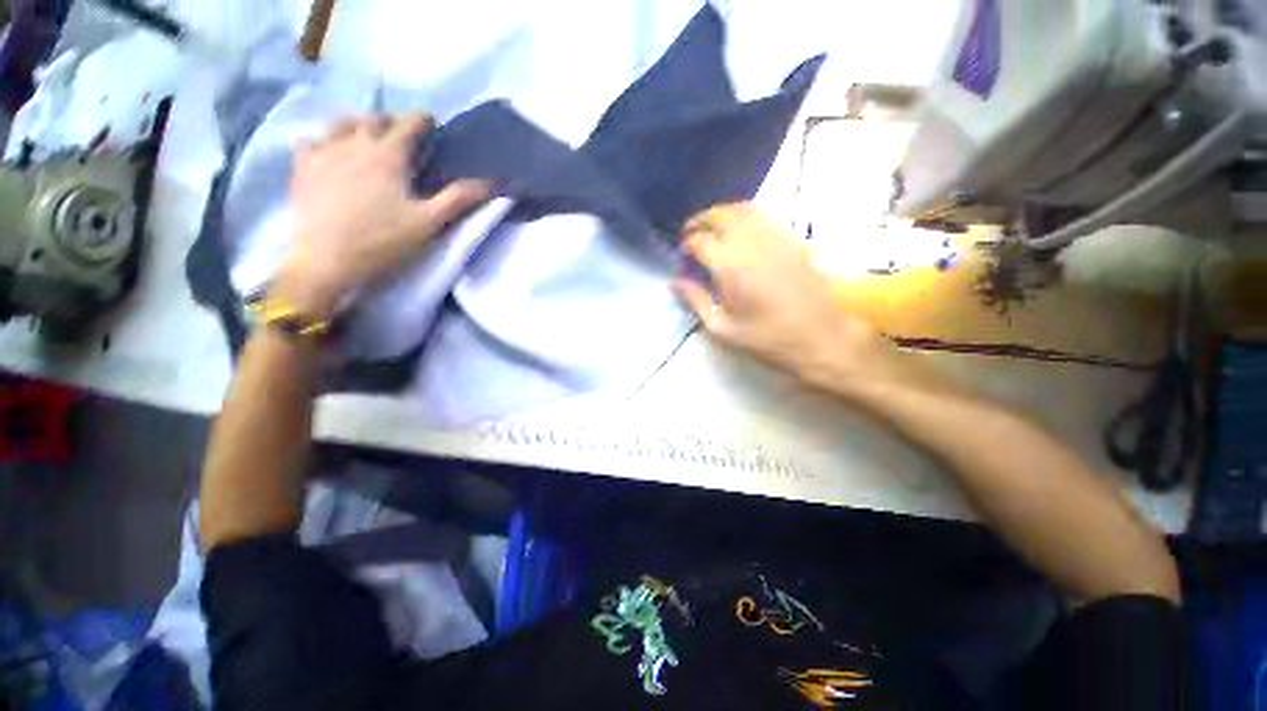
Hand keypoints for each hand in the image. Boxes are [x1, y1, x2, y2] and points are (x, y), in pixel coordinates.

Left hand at [275, 113, 491, 318]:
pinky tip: (330, 151)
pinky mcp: (302, 168)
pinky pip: (311, 140)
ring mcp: (323, 153)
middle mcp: (354, 143)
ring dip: (359, 124)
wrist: (326, 263)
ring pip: (341, 123)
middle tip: (404, 134)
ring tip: (368, 136)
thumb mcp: (430, 223)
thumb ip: (460, 199)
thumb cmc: (384, 242)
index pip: (409, 124)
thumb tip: (493, 182)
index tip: (433, 126)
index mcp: (388, 155)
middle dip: (392, 121)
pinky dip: (325, 140)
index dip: (424, 121)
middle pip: (375, 119)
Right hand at [674, 204, 901, 393]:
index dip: (687, 245)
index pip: (700, 241)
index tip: (683, 255)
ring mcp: (775, 238)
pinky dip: (746, 215)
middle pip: (720, 216)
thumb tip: (675, 283)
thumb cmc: (768, 339)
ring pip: (743, 209)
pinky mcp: (792, 239)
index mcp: (731, 268)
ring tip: (712, 228)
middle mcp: (751, 244)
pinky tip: (741, 230)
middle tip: (691, 234)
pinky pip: (765, 215)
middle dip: (700, 220)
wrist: (821, 338)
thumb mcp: (723, 329)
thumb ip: (696, 301)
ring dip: (722, 214)